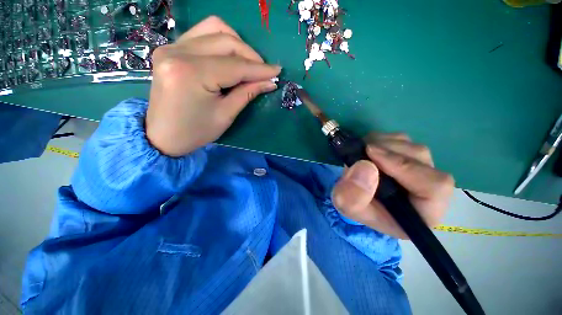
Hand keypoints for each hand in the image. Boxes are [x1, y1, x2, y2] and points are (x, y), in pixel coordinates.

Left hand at [146, 16, 281, 156]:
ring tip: (248, 64)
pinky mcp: (170, 49)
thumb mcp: (225, 115)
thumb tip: (269, 82)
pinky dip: (221, 43)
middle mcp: (178, 52)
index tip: (277, 71)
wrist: (162, 136)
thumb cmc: (196, 132)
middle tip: (264, 72)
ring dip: (237, 44)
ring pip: (214, 29)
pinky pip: (202, 35)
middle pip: (226, 41)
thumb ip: (247, 93)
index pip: (235, 65)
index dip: (259, 69)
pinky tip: (229, 58)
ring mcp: (171, 47)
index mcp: (192, 74)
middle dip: (251, 56)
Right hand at [331, 133, 453, 238]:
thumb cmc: (355, 205)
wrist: (353, 195)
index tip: (371, 153)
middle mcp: (428, 189)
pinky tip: (367, 149)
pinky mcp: (408, 155)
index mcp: (422, 212)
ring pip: (411, 145)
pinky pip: (401, 139)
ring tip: (362, 152)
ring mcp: (420, 169)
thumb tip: (366, 165)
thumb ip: (353, 195)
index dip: (404, 166)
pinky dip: (381, 139)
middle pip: (422, 158)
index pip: (435, 186)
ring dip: (383, 144)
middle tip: (362, 150)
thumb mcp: (348, 206)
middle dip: (388, 151)